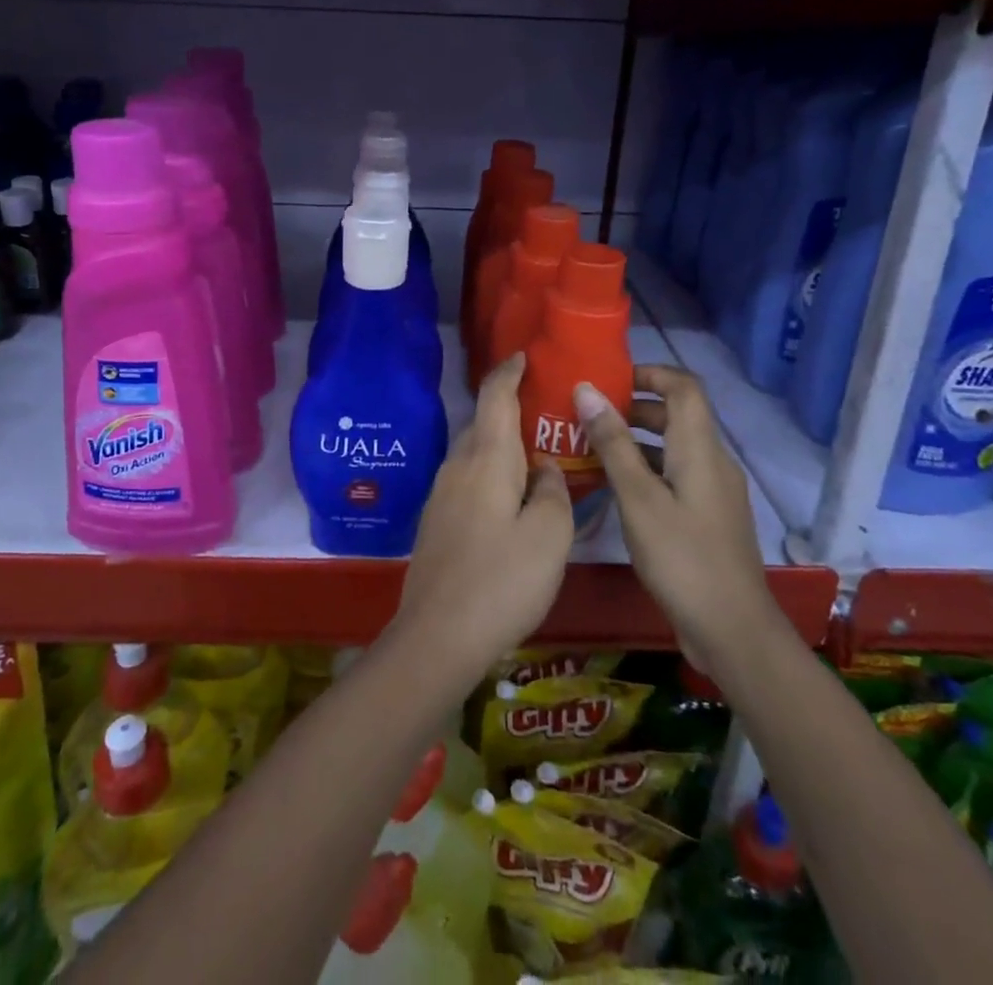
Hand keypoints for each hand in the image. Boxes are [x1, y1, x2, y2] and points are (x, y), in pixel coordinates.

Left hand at [393, 354, 573, 689]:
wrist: (437, 636)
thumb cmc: (501, 580)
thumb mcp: (549, 536)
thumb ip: (554, 492)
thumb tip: (547, 470)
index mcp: (486, 458)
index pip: (495, 396)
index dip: (509, 371)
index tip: (524, 356)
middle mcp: (458, 465)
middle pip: (485, 423)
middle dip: (512, 411)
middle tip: (549, 415)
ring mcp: (442, 493)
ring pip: (476, 454)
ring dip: (503, 446)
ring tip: (537, 457)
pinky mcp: (437, 520)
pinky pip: (469, 479)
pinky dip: (492, 473)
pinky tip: (512, 499)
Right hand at [574, 366, 775, 667]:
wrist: (732, 631)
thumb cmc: (682, 558)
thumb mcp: (638, 498)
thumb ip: (613, 443)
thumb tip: (587, 390)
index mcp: (700, 449)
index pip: (683, 386)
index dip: (649, 372)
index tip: (608, 379)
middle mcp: (713, 462)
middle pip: (677, 415)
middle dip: (633, 407)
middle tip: (588, 416)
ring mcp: (714, 491)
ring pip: (674, 448)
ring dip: (636, 440)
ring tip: (591, 449)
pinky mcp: (709, 517)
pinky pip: (676, 475)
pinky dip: (646, 469)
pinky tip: (616, 490)